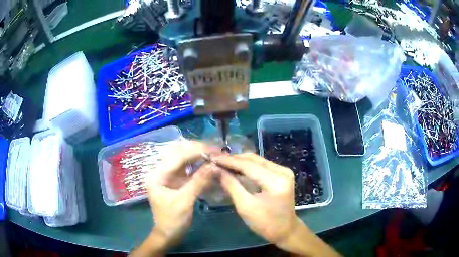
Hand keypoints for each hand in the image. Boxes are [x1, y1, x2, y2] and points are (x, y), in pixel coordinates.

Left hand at [144, 140, 214, 246]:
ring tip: (214, 154)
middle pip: (179, 153)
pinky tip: (209, 165)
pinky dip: (198, 167)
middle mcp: (160, 171)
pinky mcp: (175, 182)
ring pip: (184, 160)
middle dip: (197, 150)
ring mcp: (168, 176)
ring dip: (199, 156)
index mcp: (157, 174)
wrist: (168, 234)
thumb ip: (198, 181)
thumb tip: (214, 165)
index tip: (214, 149)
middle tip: (215, 149)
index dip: (196, 150)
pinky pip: (188, 170)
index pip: (177, 156)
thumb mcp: (185, 201)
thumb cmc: (172, 220)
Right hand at [213, 153, 297, 243]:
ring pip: (257, 160)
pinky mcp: (282, 174)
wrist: (285, 230)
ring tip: (222, 163)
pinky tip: (235, 169)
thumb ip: (231, 185)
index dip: (229, 160)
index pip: (248, 165)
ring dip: (240, 162)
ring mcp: (284, 171)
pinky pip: (261, 166)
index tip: (212, 157)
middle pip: (254, 159)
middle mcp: (282, 171)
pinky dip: (247, 167)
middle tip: (215, 160)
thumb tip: (216, 169)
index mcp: (276, 180)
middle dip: (233, 159)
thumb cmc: (265, 223)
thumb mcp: (245, 206)